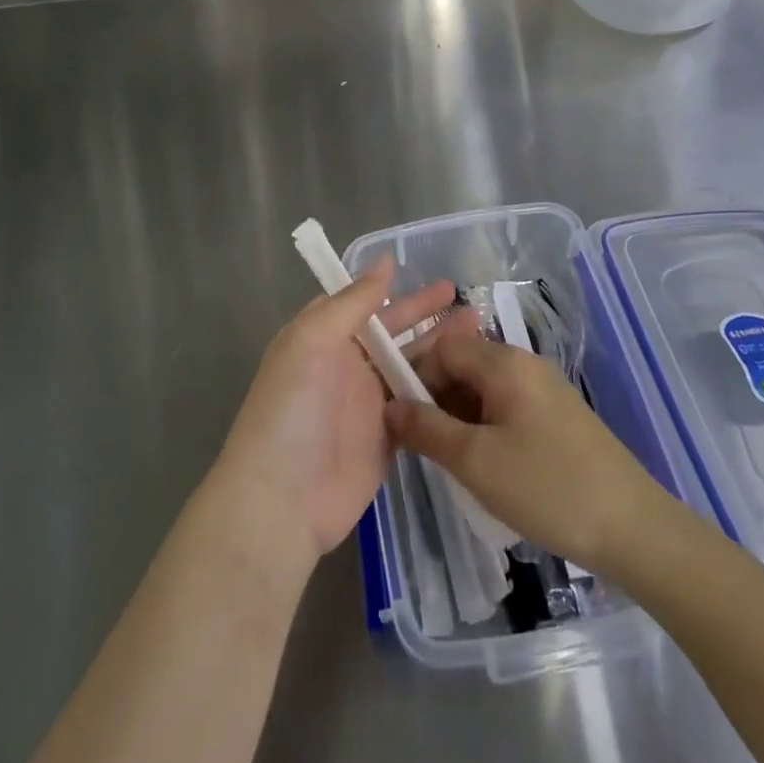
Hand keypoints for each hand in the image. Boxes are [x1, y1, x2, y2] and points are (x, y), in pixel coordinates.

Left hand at [212, 257, 458, 573]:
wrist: (284, 500)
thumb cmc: (293, 408)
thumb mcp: (313, 340)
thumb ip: (352, 302)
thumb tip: (385, 262)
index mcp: (324, 337)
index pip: (362, 303)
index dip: (393, 289)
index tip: (428, 273)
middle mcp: (347, 365)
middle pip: (393, 332)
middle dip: (426, 315)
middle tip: (465, 299)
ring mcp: (370, 402)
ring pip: (411, 365)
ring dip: (442, 348)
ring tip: (479, 329)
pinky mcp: (391, 436)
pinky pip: (420, 404)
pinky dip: (443, 388)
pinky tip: (474, 376)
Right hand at [385, 315, 672, 572]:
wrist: (633, 527)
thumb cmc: (547, 487)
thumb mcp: (476, 461)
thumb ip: (426, 429)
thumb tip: (390, 406)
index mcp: (504, 362)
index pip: (442, 347)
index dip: (413, 373)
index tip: (393, 414)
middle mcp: (524, 363)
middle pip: (463, 363)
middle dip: (433, 396)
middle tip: (415, 442)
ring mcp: (544, 389)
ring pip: (483, 388)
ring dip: (456, 414)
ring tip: (443, 457)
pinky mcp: (557, 416)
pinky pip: (505, 406)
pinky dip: (482, 425)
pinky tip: (479, 463)